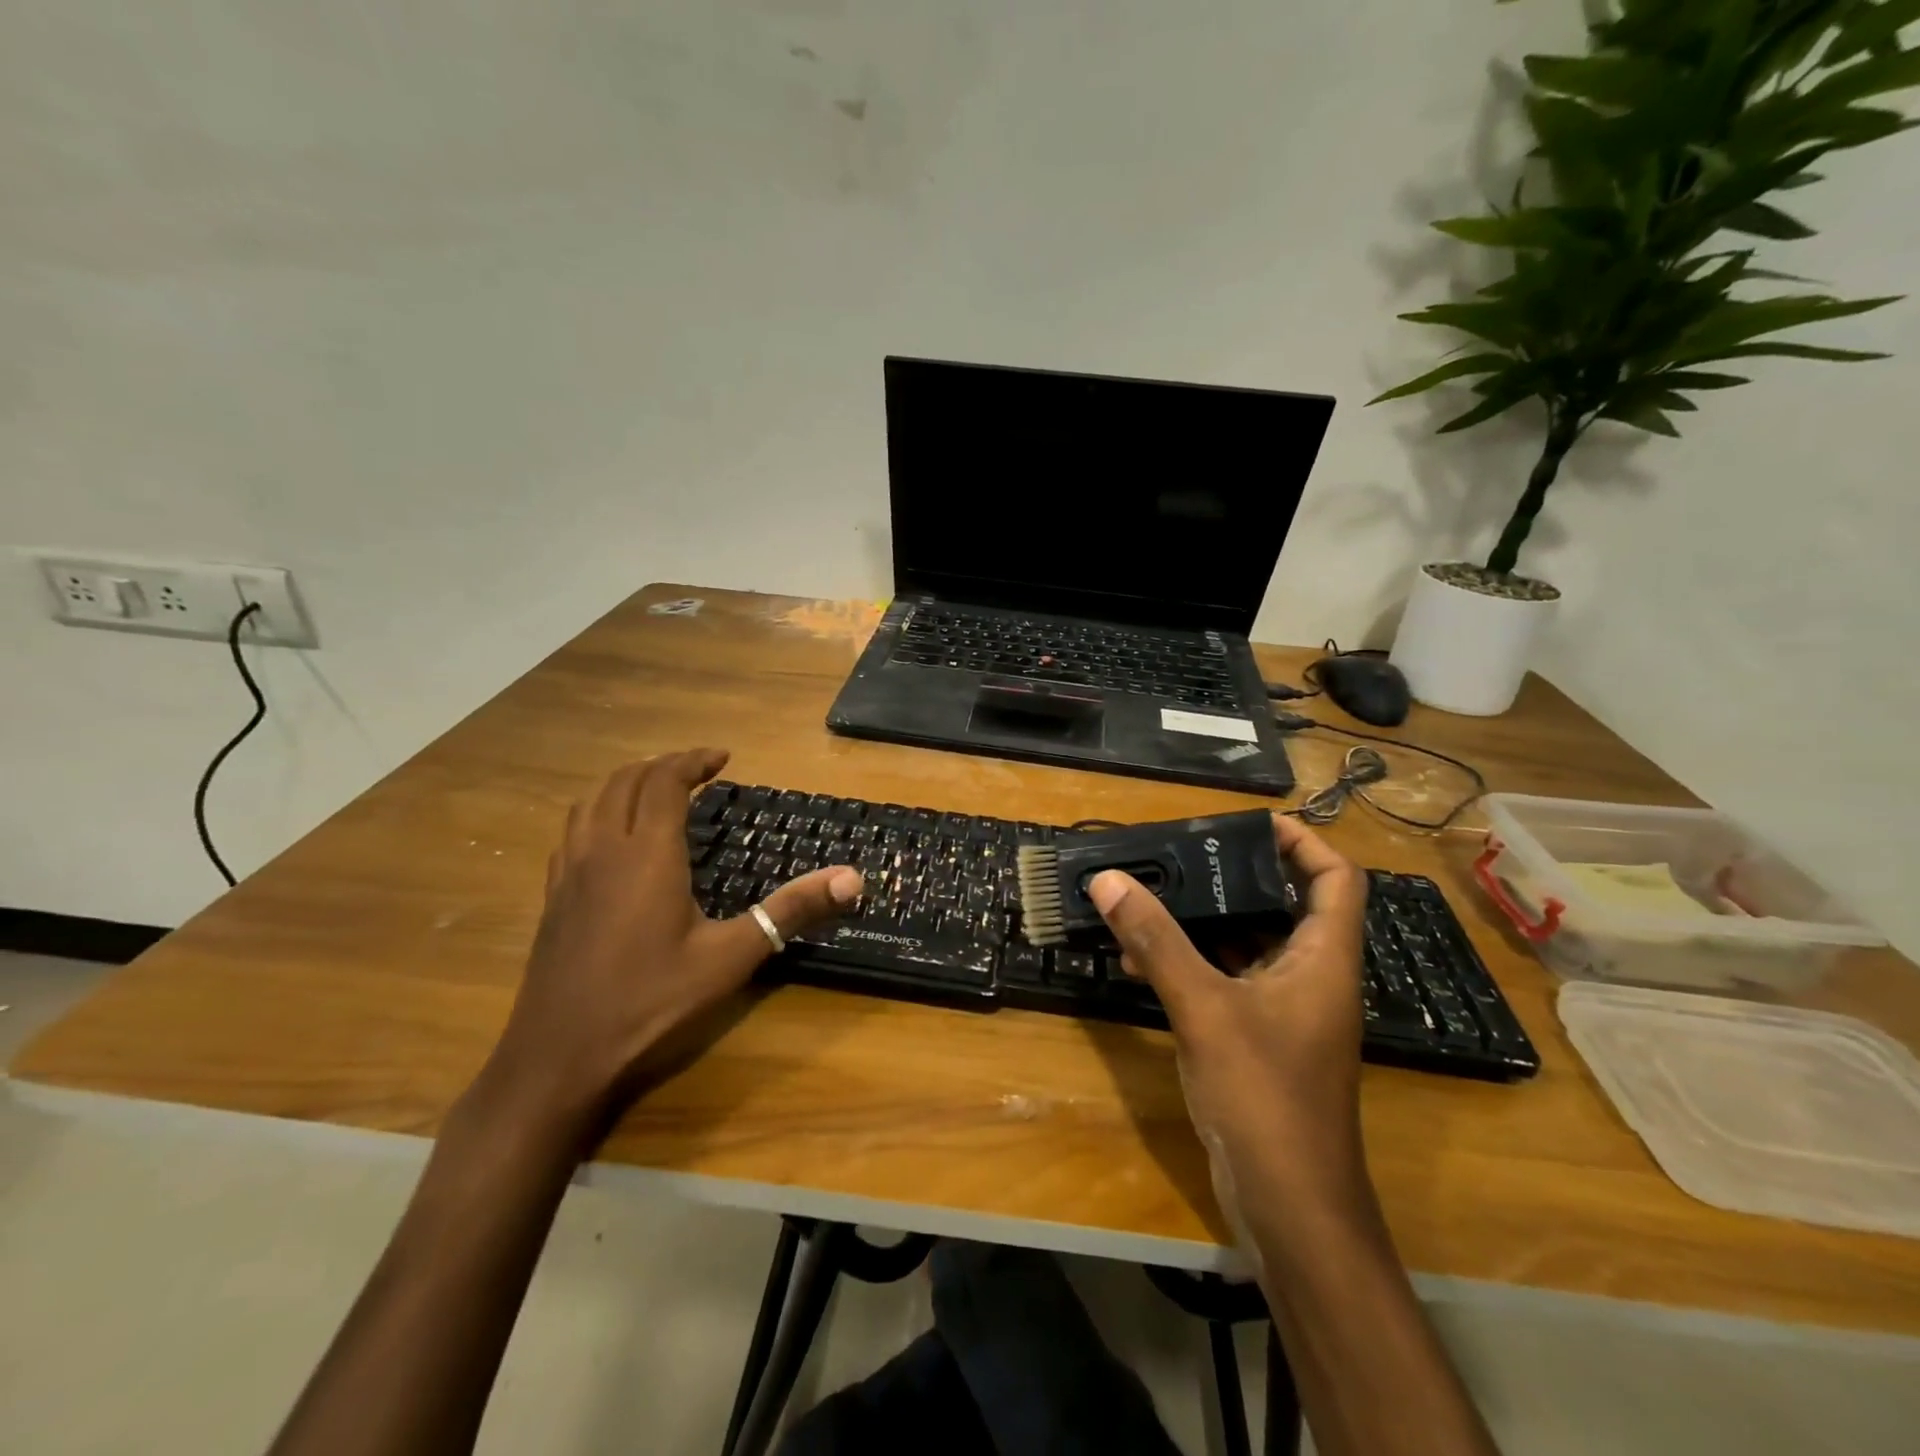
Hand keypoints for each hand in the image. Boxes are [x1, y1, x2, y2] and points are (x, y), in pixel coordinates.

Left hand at [476, 749, 862, 1143]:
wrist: (559, 1058)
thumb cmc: (651, 1002)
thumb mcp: (731, 957)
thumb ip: (790, 911)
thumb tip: (852, 877)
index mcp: (647, 854)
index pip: (664, 781)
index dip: (693, 761)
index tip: (723, 759)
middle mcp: (603, 850)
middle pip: (624, 781)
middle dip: (662, 766)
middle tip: (698, 771)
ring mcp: (570, 873)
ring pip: (591, 802)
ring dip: (625, 784)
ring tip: (656, 791)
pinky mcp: (553, 898)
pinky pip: (573, 832)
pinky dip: (598, 813)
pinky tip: (613, 840)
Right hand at [1087, 815, 1370, 1231]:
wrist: (1291, 1207)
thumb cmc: (1265, 1097)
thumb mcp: (1205, 1009)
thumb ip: (1157, 942)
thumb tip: (1109, 880)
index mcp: (1323, 959)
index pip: (1336, 878)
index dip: (1303, 841)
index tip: (1251, 822)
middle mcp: (1312, 978)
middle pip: (1285, 906)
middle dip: (1235, 878)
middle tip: (1182, 855)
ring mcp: (1286, 1012)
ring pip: (1248, 946)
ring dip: (1202, 924)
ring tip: (1148, 901)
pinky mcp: (1260, 1041)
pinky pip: (1227, 982)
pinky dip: (1191, 966)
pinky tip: (1141, 963)